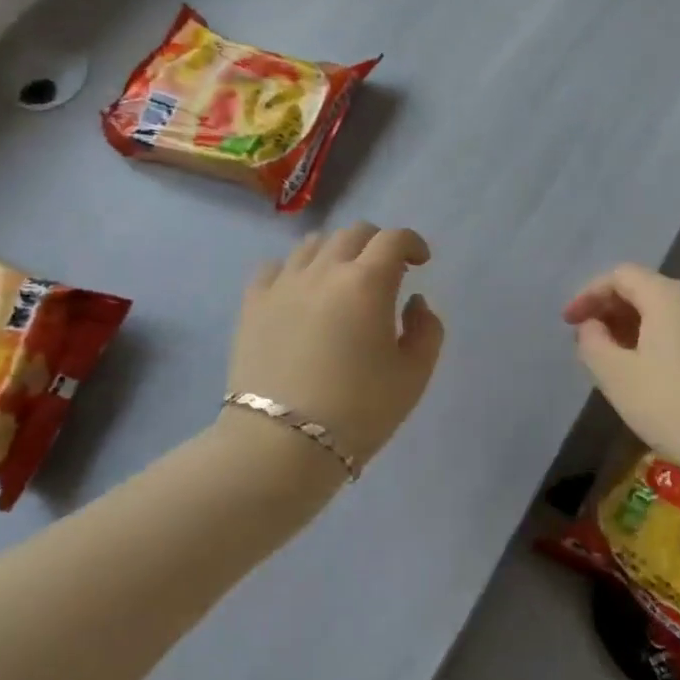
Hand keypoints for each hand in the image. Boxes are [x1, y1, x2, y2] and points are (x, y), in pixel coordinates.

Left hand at [230, 223, 444, 472]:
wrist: (280, 446)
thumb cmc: (358, 412)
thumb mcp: (413, 376)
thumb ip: (427, 330)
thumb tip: (414, 302)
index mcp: (367, 282)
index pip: (394, 239)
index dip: (412, 243)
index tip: (420, 262)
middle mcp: (324, 270)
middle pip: (354, 233)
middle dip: (377, 244)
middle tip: (386, 272)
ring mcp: (283, 284)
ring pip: (313, 244)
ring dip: (337, 252)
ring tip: (342, 281)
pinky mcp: (252, 304)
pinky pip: (275, 267)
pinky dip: (295, 270)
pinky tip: (300, 293)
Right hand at [563, 264, 679, 476]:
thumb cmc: (676, 407)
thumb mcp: (618, 377)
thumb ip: (593, 344)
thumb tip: (592, 326)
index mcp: (669, 296)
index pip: (621, 276)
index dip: (589, 294)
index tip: (568, 323)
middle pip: (645, 289)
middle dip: (610, 310)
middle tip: (587, 341)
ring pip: (666, 312)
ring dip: (633, 328)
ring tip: (613, 360)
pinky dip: (658, 341)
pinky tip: (649, 375)